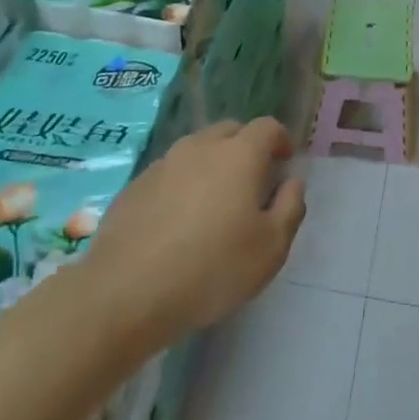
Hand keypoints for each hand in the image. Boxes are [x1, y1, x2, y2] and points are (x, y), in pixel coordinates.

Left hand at [84, 118, 305, 342]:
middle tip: (253, 182)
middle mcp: (200, 147)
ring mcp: (162, 164)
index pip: (267, 127)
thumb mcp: (271, 248)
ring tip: (215, 202)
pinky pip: (169, 172)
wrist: (126, 292)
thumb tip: (292, 181)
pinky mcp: (135, 185)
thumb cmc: (212, 269)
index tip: (284, 163)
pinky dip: (183, 183)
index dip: (281, 140)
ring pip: (196, 149)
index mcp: (239, 155)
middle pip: (230, 130)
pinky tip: (179, 220)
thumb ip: (290, 207)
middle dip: (246, 147)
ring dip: (212, 164)